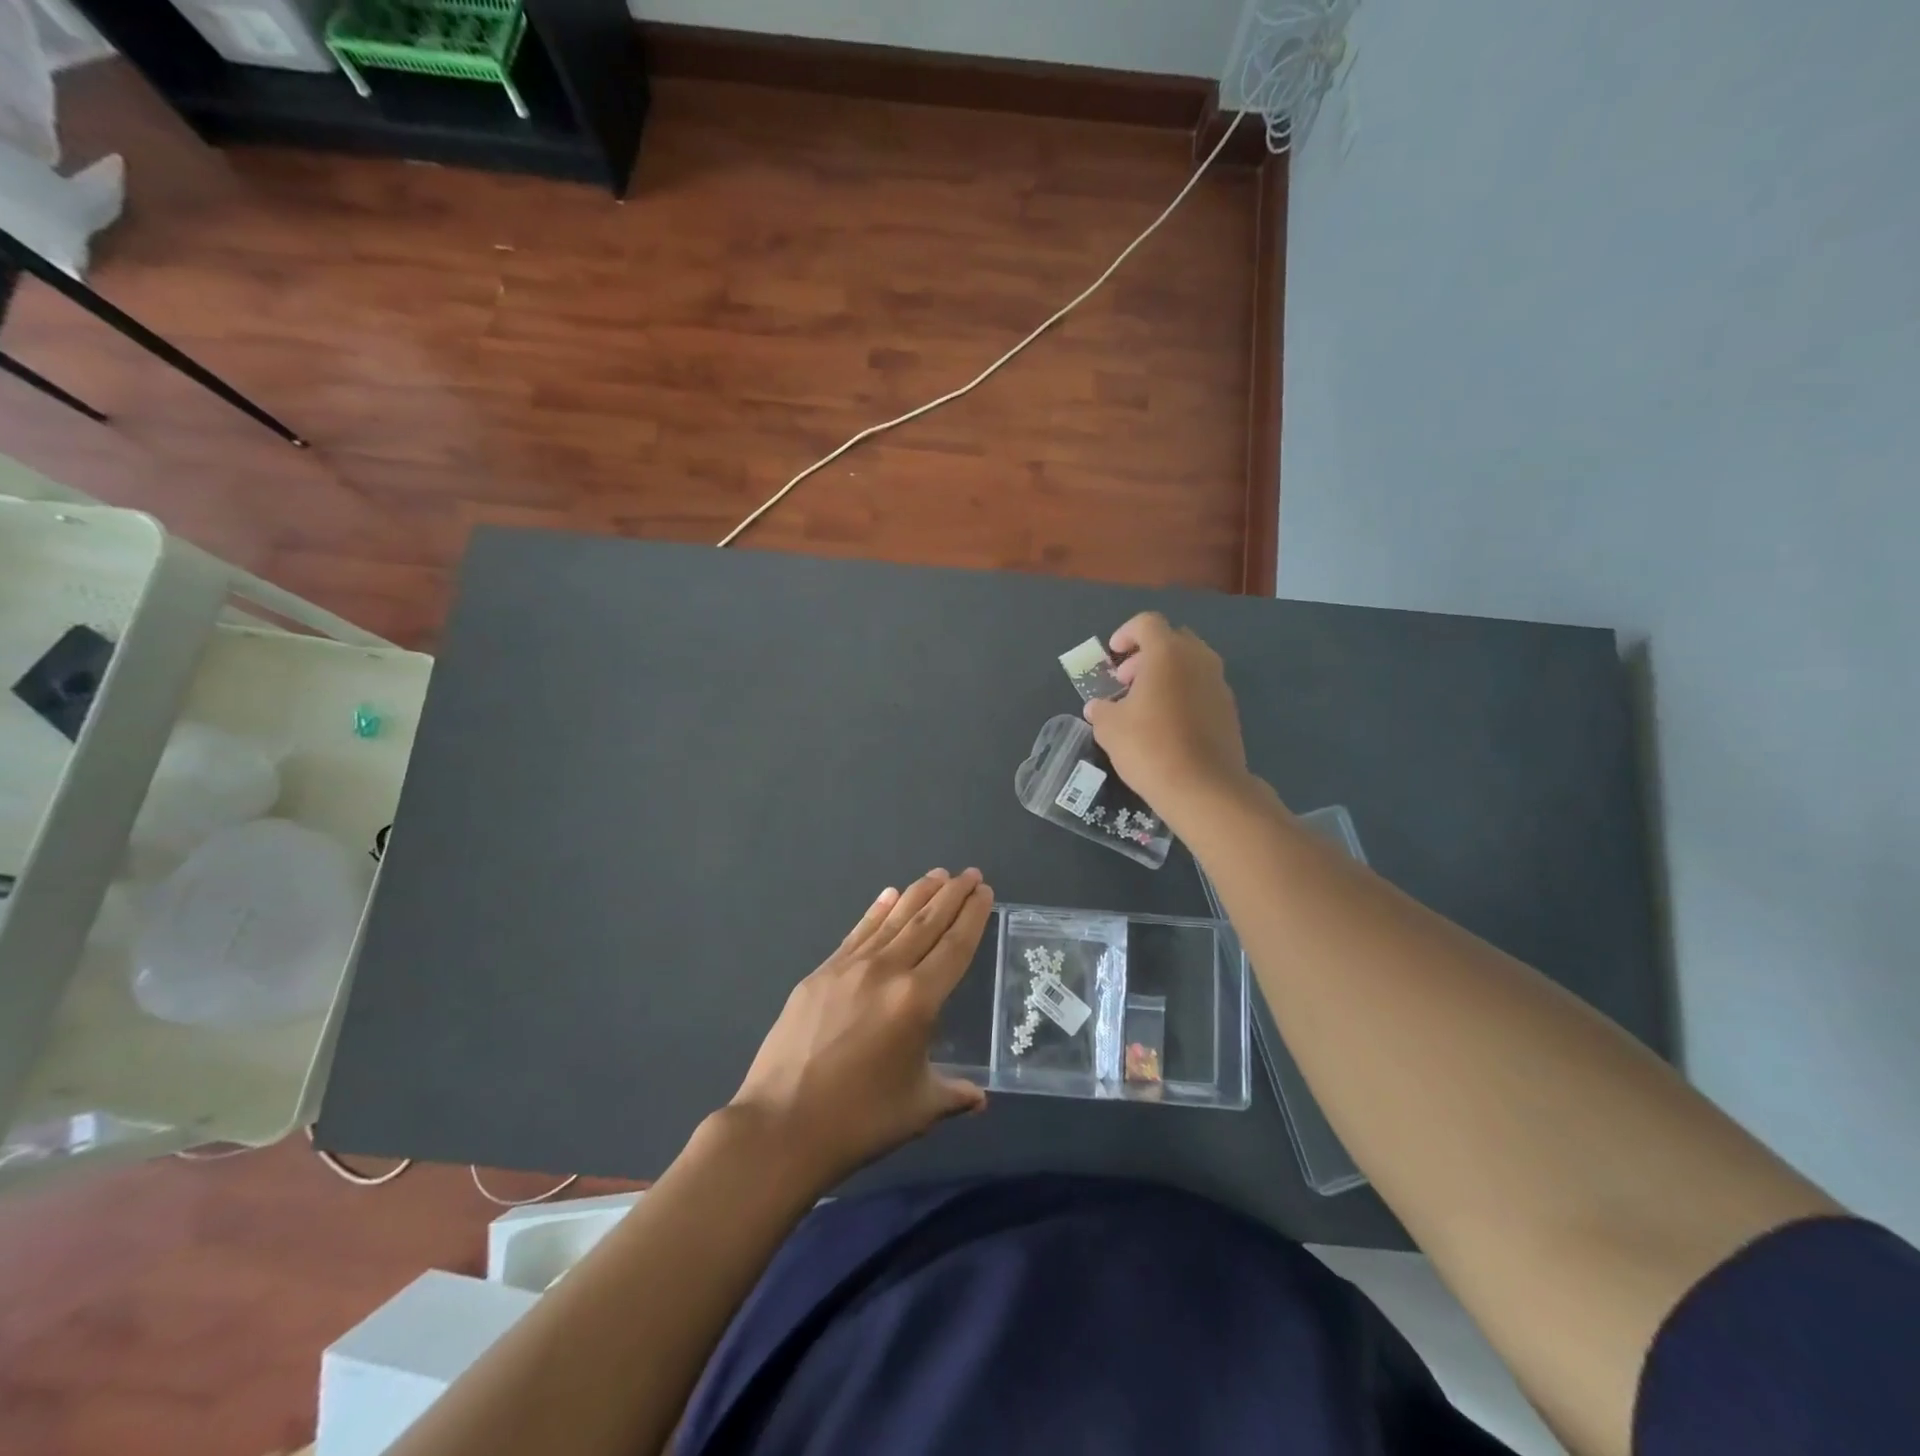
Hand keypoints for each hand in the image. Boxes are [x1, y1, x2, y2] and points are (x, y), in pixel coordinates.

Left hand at [730, 869, 993, 1188]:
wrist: (781, 1125)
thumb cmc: (859, 1121)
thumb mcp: (918, 1109)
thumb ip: (953, 1094)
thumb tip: (979, 1098)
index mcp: (918, 1000)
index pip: (954, 946)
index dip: (972, 916)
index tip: (985, 891)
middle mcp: (887, 971)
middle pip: (926, 922)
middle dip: (951, 895)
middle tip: (970, 873)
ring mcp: (849, 968)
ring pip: (893, 920)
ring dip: (918, 894)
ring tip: (938, 874)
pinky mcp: (820, 974)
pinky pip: (858, 933)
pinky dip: (876, 911)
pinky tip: (888, 895)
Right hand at [1084, 612, 1254, 826]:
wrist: (1203, 787)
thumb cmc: (1149, 746)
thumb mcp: (1110, 728)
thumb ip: (1101, 710)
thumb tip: (1098, 707)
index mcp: (1167, 653)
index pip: (1147, 623)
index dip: (1126, 633)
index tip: (1113, 655)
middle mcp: (1199, 659)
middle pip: (1172, 640)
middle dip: (1146, 655)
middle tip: (1126, 682)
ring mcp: (1219, 684)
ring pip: (1190, 665)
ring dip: (1166, 675)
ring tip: (1145, 705)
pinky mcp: (1229, 710)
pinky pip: (1202, 688)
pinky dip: (1183, 694)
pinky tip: (1167, 725)